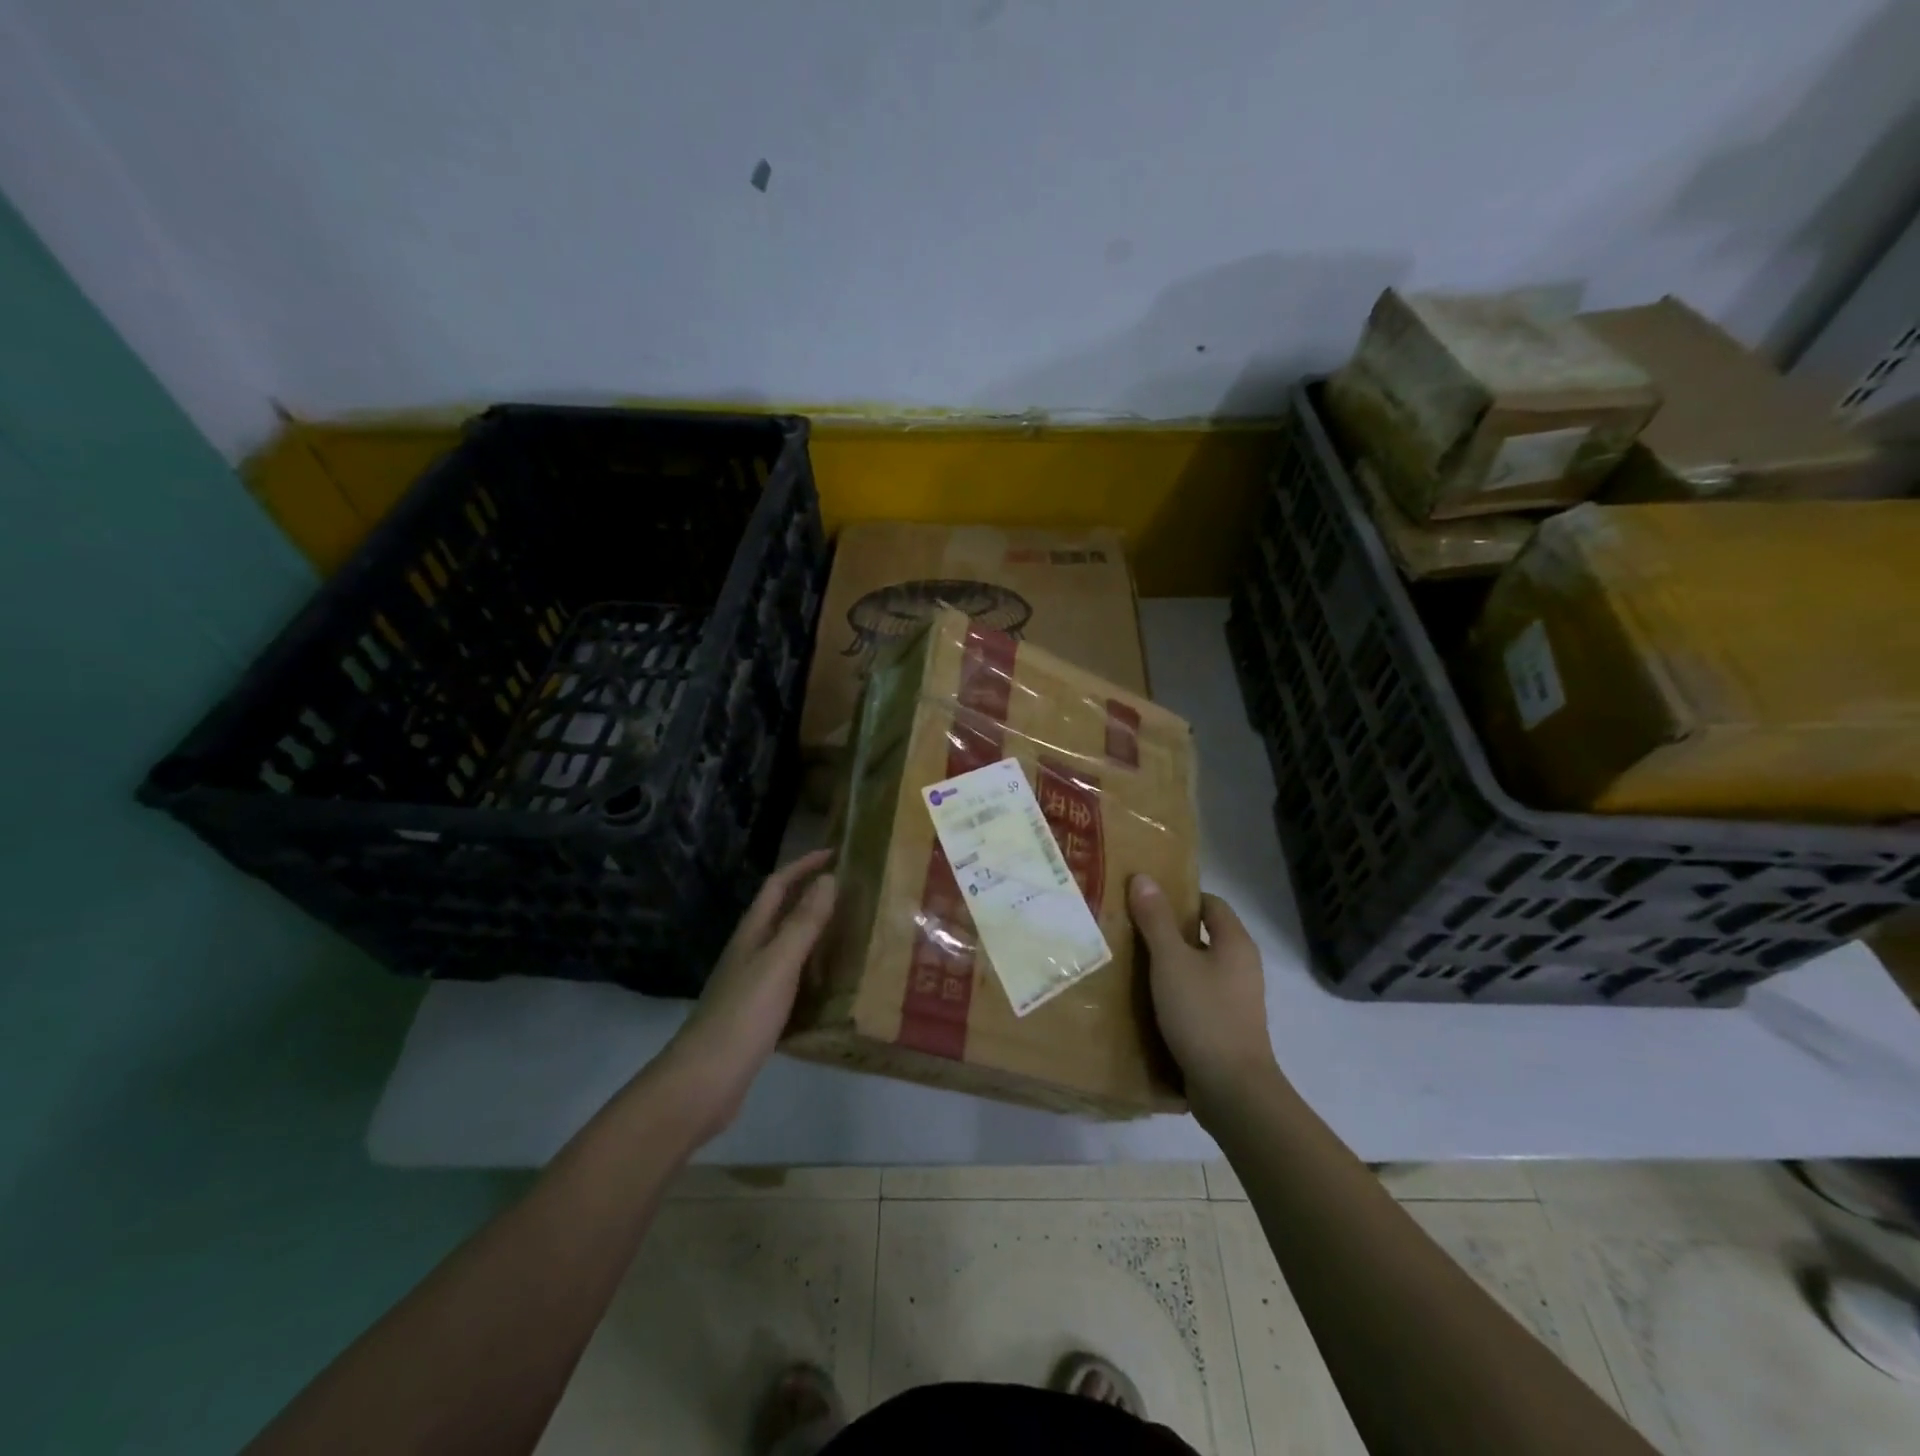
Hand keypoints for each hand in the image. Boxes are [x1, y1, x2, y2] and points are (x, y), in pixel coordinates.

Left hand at [658, 848, 836, 1138]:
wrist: (704, 1082)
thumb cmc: (742, 1016)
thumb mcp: (778, 964)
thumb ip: (803, 923)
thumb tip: (828, 878)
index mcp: (752, 934)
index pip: (778, 885)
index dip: (804, 865)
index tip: (837, 853)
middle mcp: (751, 952)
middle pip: (783, 912)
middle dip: (814, 895)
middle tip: (855, 892)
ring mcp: (753, 984)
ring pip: (789, 946)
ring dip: (817, 933)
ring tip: (854, 932)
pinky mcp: (760, 1014)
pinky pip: (793, 979)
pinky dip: (815, 971)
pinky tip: (836, 984)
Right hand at [1128, 875, 1278, 1119]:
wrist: (1232, 1090)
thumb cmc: (1203, 1014)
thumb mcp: (1171, 961)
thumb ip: (1155, 920)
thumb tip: (1143, 877)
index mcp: (1235, 943)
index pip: (1209, 903)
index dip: (1179, 896)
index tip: (1144, 898)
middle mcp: (1241, 965)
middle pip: (1202, 935)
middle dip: (1167, 930)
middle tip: (1128, 926)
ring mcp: (1235, 998)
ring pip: (1197, 967)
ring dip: (1168, 963)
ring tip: (1129, 961)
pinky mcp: (1224, 1025)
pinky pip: (1196, 996)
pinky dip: (1173, 992)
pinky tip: (1146, 999)